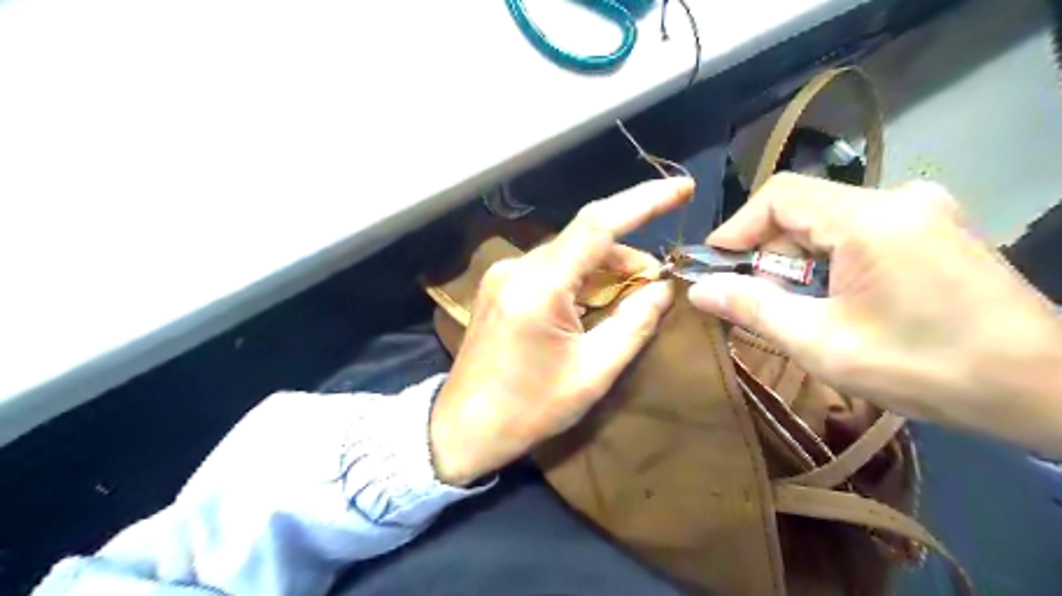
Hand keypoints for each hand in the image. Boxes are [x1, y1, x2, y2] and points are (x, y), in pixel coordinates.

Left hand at [425, 178, 694, 484]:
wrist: (463, 429)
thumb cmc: (529, 409)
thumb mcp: (593, 373)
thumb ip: (634, 324)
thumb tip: (663, 288)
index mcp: (539, 287)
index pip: (598, 225)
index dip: (644, 201)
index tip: (683, 188)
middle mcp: (517, 268)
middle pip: (584, 240)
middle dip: (628, 254)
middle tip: (657, 283)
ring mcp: (504, 275)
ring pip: (568, 254)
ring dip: (605, 268)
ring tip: (632, 297)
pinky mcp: (500, 286)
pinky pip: (550, 269)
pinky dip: (581, 278)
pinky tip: (595, 301)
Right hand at [689, 174, 1061, 453]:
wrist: (1043, 388)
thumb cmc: (924, 367)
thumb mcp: (822, 343)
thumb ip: (754, 309)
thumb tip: (699, 290)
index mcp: (870, 218)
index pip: (780, 196)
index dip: (737, 227)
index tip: (714, 265)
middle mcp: (898, 198)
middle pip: (805, 208)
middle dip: (769, 252)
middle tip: (756, 298)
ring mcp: (924, 209)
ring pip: (832, 220)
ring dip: (800, 259)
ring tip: (798, 305)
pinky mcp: (936, 227)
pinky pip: (861, 229)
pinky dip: (832, 258)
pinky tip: (838, 296)